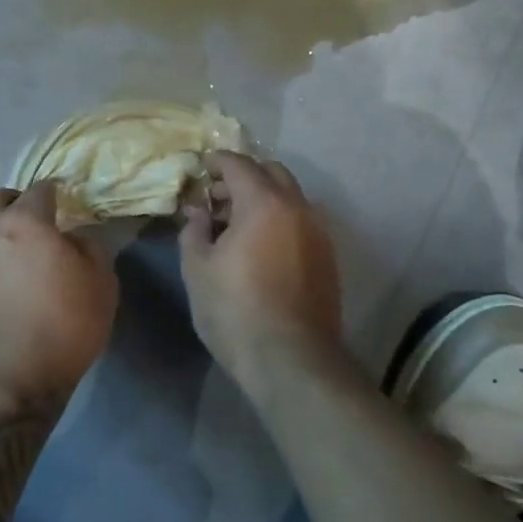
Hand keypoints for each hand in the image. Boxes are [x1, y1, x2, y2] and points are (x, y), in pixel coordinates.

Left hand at [0, 182, 118, 402]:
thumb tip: (74, 238)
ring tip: (24, 257)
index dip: (57, 190)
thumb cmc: (63, 323)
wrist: (9, 378)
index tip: (69, 200)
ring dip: (0, 233)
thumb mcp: (101, 282)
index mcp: (25, 222)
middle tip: (38, 221)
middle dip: (16, 201)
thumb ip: (90, 247)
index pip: (40, 189)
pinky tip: (10, 286)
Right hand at [180, 151, 342, 381]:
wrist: (291, 360)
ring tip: (236, 227)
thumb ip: (194, 230)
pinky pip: (301, 223)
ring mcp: (319, 233)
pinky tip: (260, 249)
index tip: (201, 170)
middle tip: (218, 199)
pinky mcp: (328, 258)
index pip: (239, 164)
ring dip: (264, 200)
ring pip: (290, 198)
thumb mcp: (198, 267)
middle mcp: (298, 208)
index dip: (216, 162)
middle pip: (272, 173)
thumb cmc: (234, 309)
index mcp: (264, 202)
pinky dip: (279, 221)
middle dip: (244, 177)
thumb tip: (198, 211)